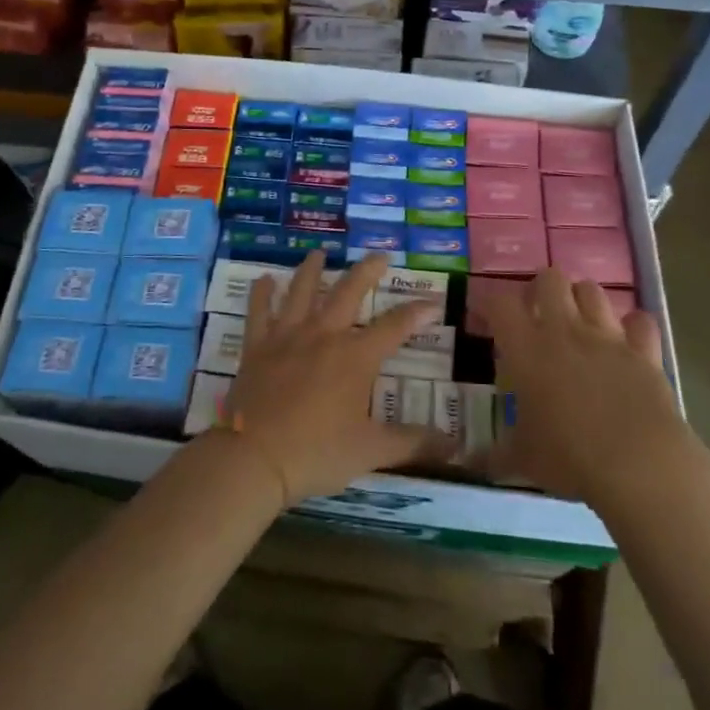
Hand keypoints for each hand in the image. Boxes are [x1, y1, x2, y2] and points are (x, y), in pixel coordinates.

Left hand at [220, 253, 447, 506]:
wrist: (254, 458)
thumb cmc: (317, 453)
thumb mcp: (372, 451)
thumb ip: (413, 443)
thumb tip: (455, 447)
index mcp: (355, 357)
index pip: (394, 327)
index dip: (416, 313)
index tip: (433, 303)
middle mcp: (323, 335)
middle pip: (348, 292)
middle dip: (367, 271)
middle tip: (379, 255)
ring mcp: (287, 337)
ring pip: (301, 291)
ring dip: (311, 269)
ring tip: (319, 252)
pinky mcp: (257, 347)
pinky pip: (258, 312)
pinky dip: (260, 293)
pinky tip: (262, 279)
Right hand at [491, 267, 684, 514]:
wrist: (639, 464)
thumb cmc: (569, 457)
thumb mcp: (524, 460)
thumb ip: (497, 454)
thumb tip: (473, 462)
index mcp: (526, 348)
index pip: (500, 303)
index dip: (490, 304)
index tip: (487, 319)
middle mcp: (564, 330)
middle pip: (550, 278)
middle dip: (541, 289)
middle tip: (537, 314)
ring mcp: (608, 336)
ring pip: (593, 290)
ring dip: (583, 300)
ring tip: (579, 323)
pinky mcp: (644, 351)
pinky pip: (640, 322)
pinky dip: (633, 327)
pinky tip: (628, 341)